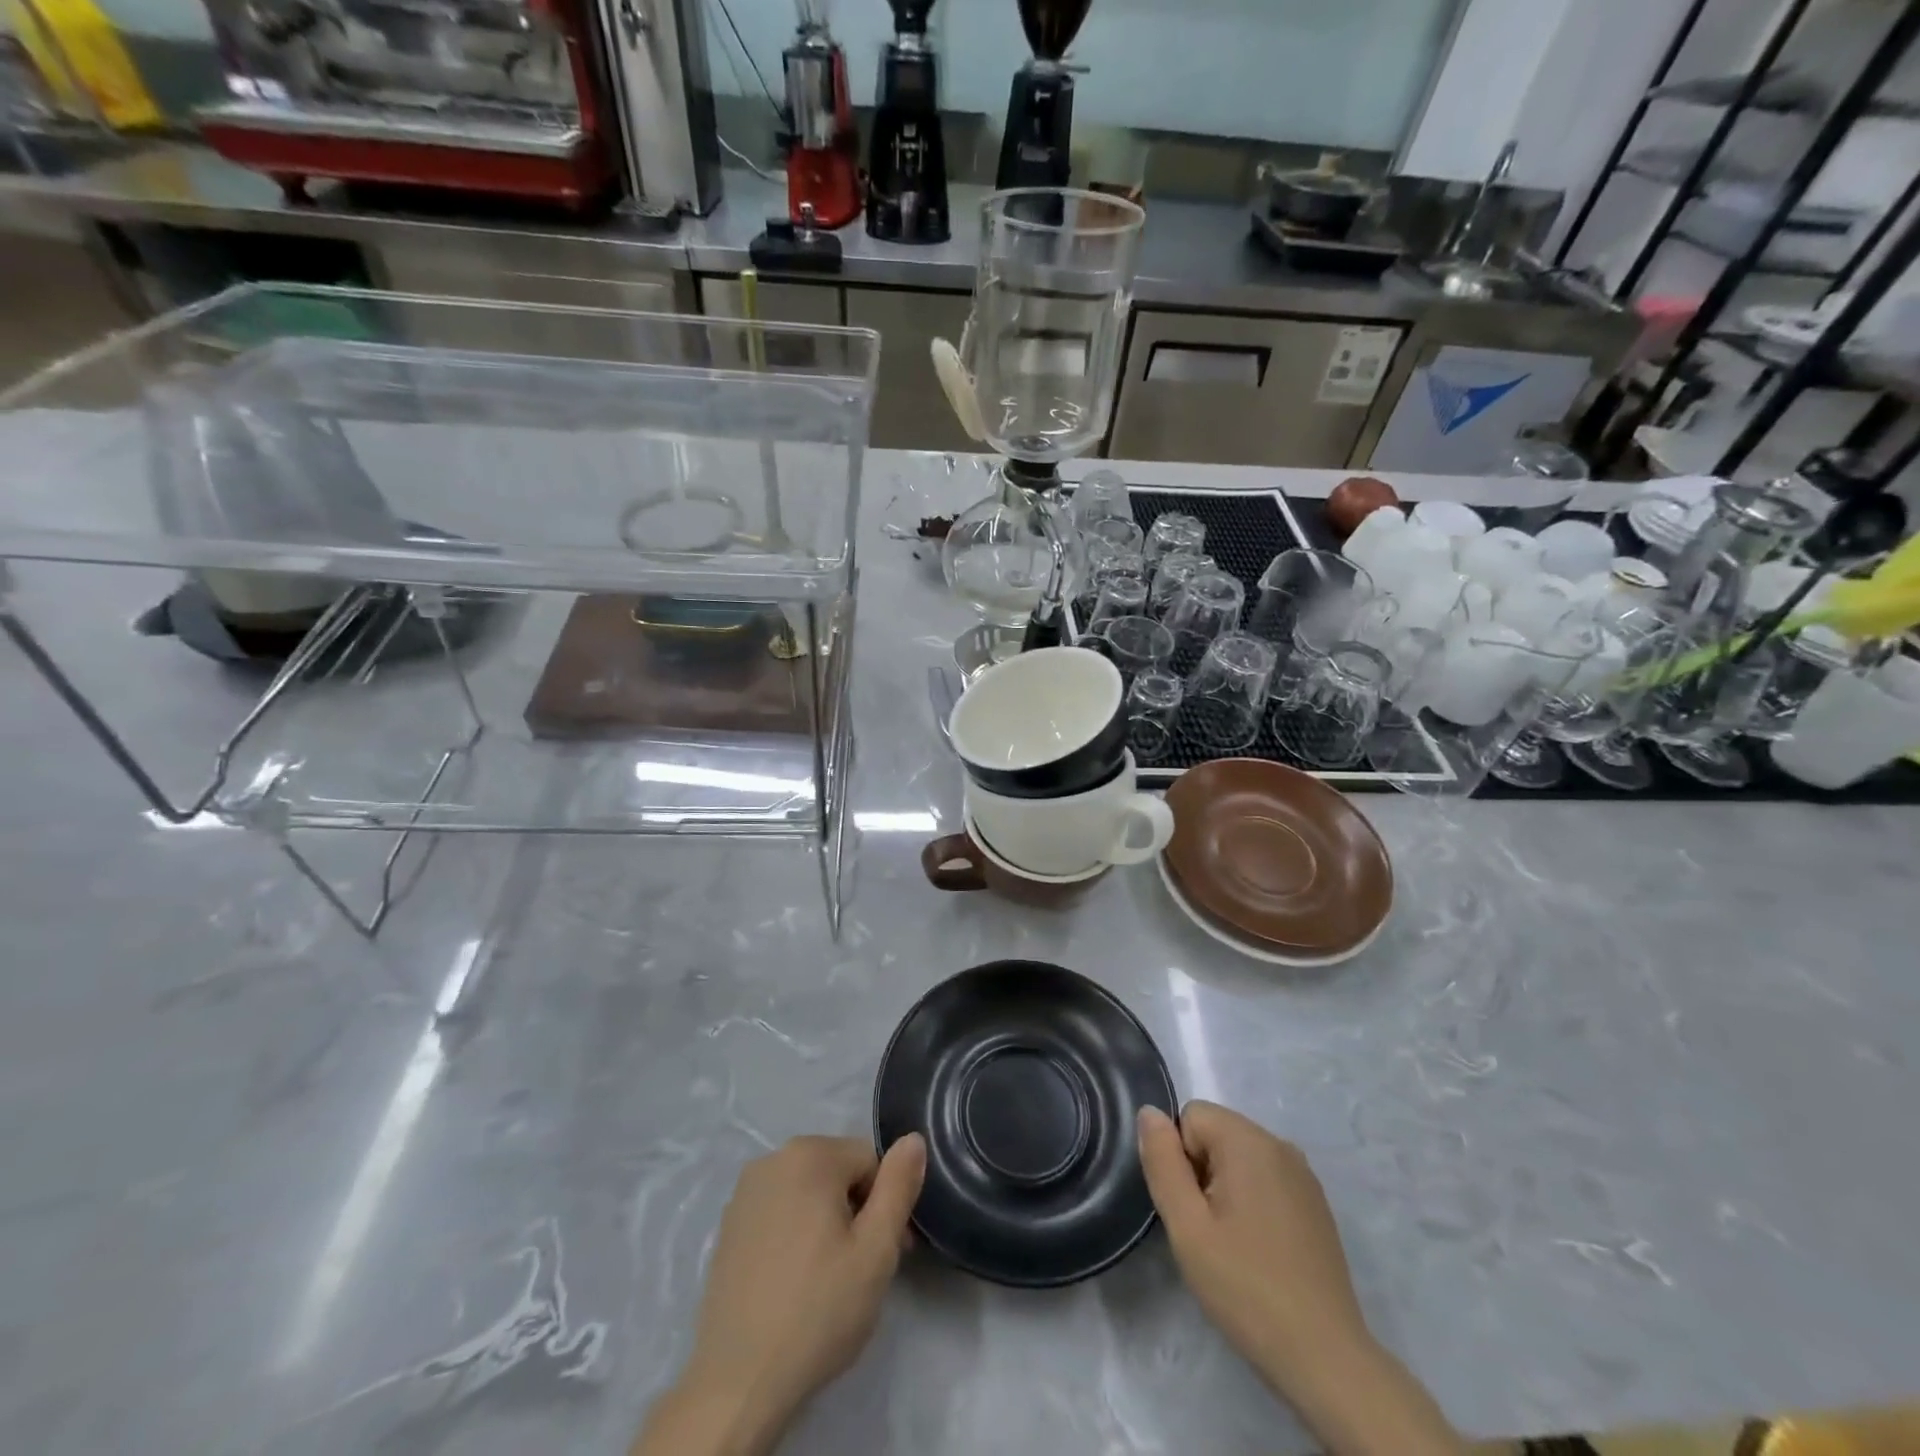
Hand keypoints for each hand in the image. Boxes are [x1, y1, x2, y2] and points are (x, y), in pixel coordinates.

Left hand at [638, 1134, 925, 1455]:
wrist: (737, 1383)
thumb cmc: (818, 1311)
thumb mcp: (876, 1250)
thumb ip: (899, 1186)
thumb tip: (914, 1138)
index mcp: (809, 1154)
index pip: (870, 1160)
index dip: (888, 1202)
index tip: (893, 1251)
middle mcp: (772, 1159)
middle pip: (838, 1172)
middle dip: (858, 1210)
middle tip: (864, 1269)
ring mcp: (745, 1192)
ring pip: (809, 1192)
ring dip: (828, 1222)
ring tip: (832, 1279)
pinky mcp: (729, 1226)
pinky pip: (780, 1212)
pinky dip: (796, 1234)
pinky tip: (796, 1282)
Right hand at [1137, 1101, 1365, 1377]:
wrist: (1326, 1359)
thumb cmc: (1246, 1288)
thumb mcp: (1187, 1226)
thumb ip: (1162, 1161)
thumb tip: (1149, 1112)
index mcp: (1249, 1140)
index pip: (1190, 1117)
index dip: (1179, 1160)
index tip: (1193, 1210)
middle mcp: (1280, 1144)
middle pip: (1216, 1133)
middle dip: (1201, 1172)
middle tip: (1208, 1232)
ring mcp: (1303, 1175)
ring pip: (1239, 1158)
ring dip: (1225, 1189)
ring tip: (1232, 1245)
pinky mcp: (1315, 1205)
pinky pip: (1266, 1180)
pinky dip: (1252, 1203)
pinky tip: (1260, 1252)